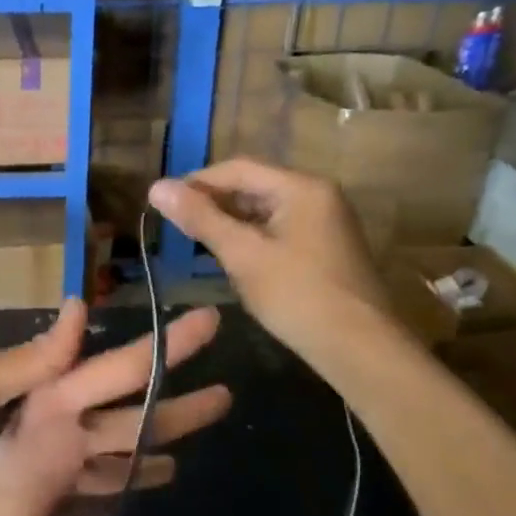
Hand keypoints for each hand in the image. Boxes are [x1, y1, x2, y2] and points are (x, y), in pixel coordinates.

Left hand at [0, 299, 231, 515]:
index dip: (164, 346)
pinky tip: (136, 514)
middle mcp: (61, 432)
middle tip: (227, 397)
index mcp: (49, 391)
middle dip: (178, 407)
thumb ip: (30, 359)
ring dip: (151, 462)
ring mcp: (53, 482)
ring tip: (188, 459)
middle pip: (133, 419)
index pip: (120, 367)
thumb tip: (81, 307)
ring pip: (117, 469)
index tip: (207, 323)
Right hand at [148, 158, 388, 365]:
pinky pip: (278, 229)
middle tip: (176, 224)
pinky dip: (251, 237)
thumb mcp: (242, 254)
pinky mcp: (325, 246)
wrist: (358, 347)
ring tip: (196, 241)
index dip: (196, 182)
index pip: (238, 168)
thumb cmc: (297, 295)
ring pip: (264, 209)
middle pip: (253, 186)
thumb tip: (156, 187)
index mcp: (301, 187)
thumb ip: (200, 218)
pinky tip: (231, 257)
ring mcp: (325, 221)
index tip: (163, 202)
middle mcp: (317, 195)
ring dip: (230, 221)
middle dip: (213, 202)